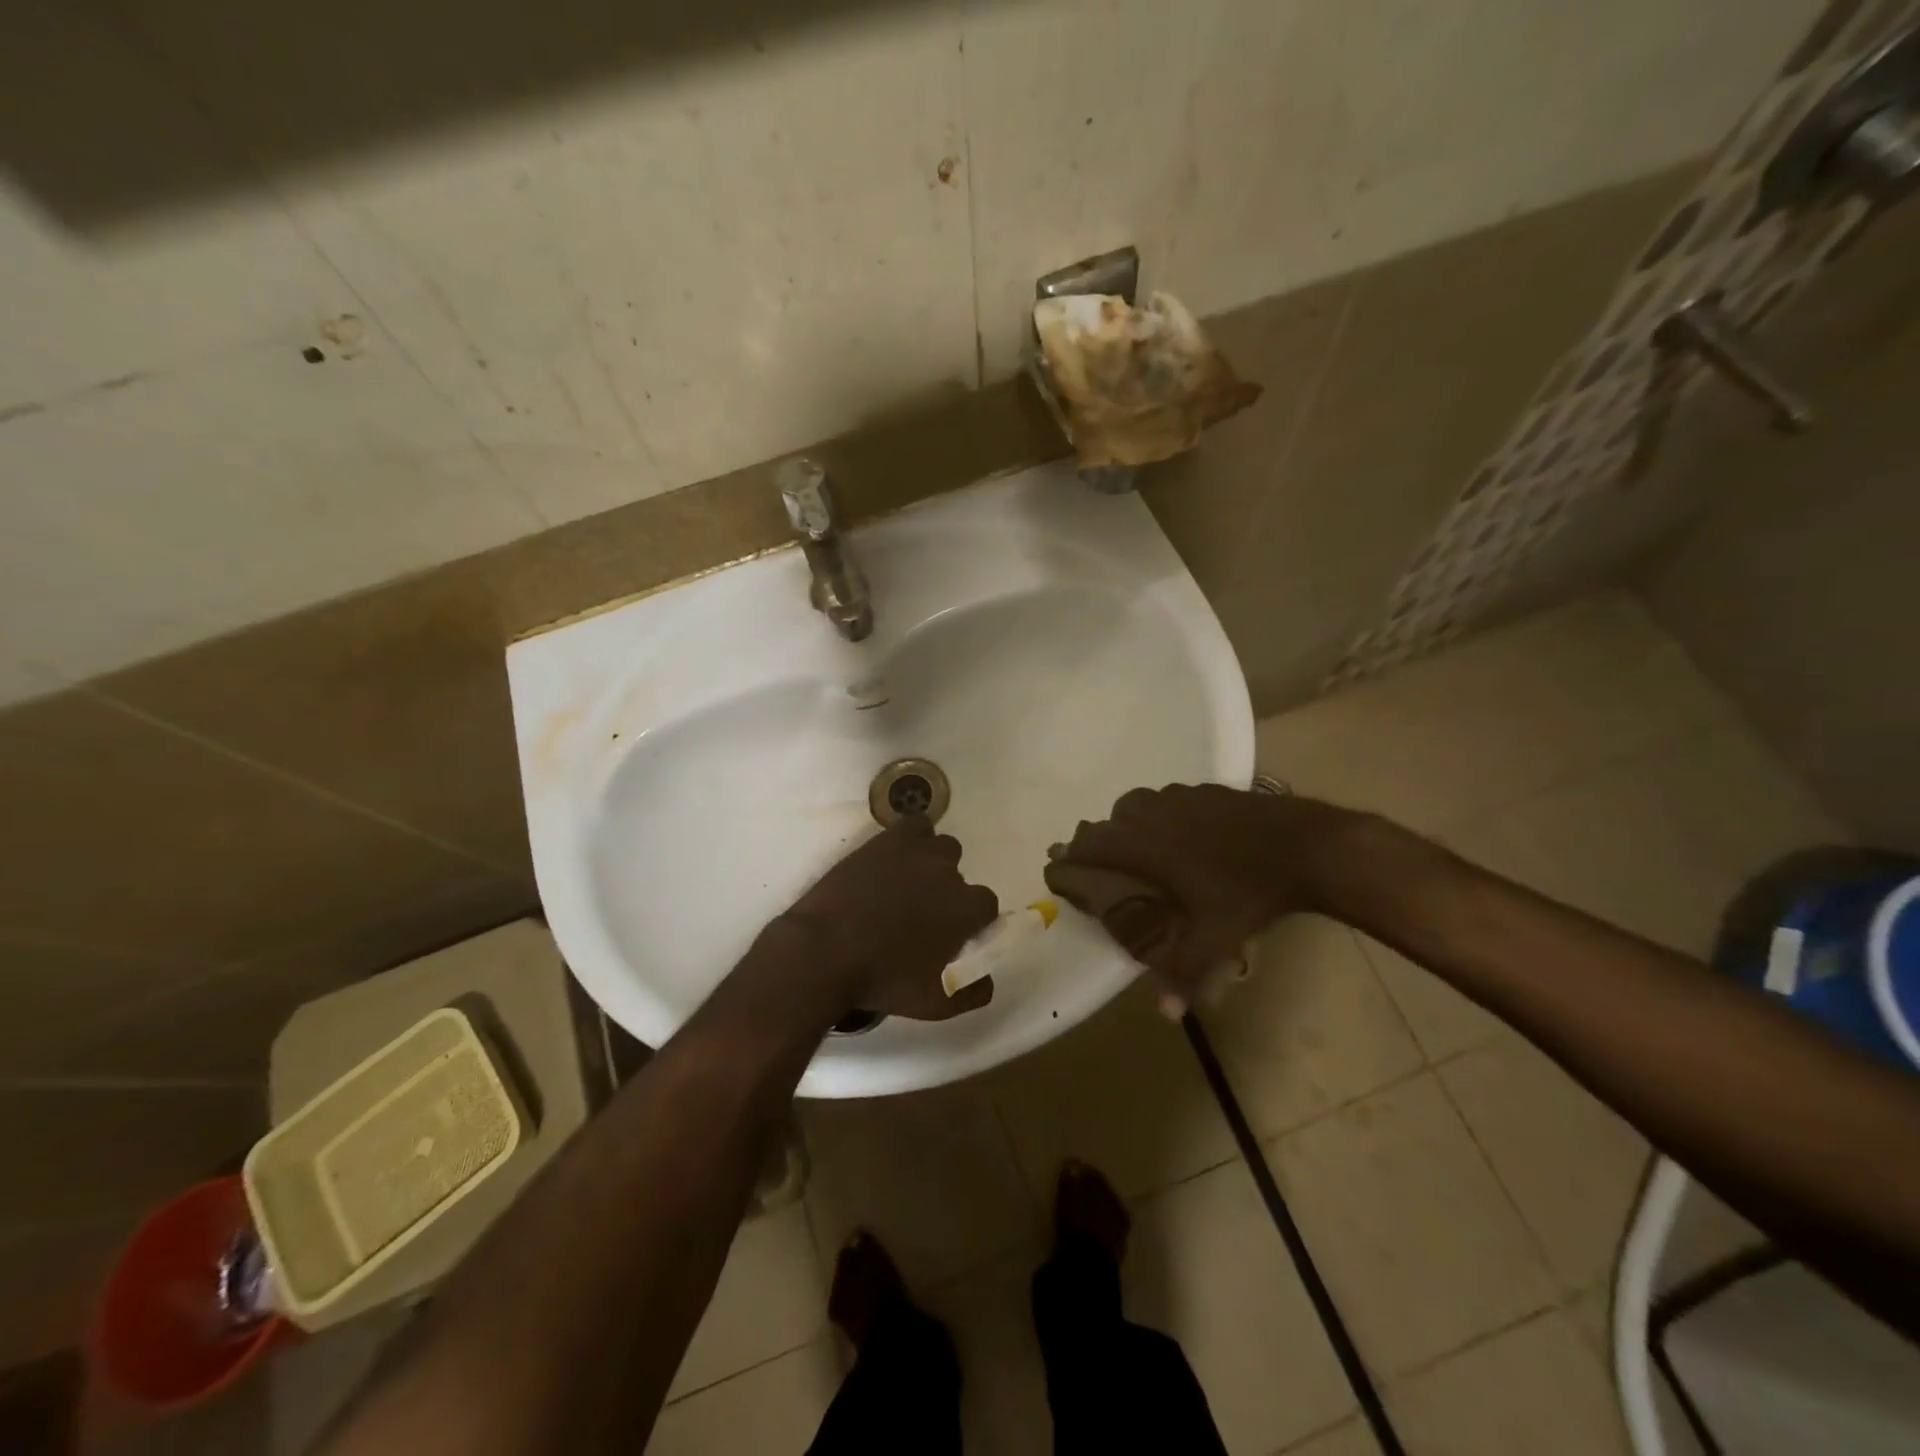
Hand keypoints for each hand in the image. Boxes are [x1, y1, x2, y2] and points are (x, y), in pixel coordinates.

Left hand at [779, 817, 1000, 1020]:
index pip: (986, 905)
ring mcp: (915, 852)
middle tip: (923, 915)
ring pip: (940, 846)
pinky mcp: (885, 842)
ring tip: (908, 885)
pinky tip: (897, 858)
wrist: (824, 952)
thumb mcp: (937, 1003)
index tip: (953, 936)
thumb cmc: (883, 980)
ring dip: (932, 863)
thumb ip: (973, 991)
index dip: (971, 920)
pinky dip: (913, 838)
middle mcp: (948, 873)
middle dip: (947, 892)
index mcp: (965, 909)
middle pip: (960, 874)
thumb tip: (985, 978)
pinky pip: (913, 826)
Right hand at [1044, 784, 1357, 1000]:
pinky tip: (1179, 833)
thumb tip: (1165, 1015)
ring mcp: (1179, 798)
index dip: (1067, 859)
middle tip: (1094, 863)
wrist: (1303, 845)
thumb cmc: (1247, 894)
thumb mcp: (1214, 939)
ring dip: (1125, 825)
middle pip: (1106, 823)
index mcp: (1142, 847)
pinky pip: (1166, 799)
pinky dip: (1158, 815)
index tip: (1057, 869)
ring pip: (1134, 806)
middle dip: (1093, 842)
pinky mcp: (1204, 790)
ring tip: (1134, 846)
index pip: (1087, 847)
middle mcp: (1151, 815)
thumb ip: (1182, 974)